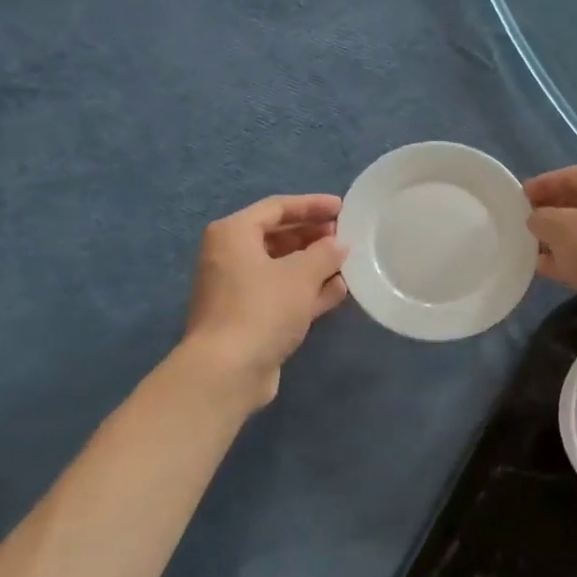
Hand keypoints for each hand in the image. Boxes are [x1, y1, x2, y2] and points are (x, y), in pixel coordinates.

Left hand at [184, 194, 348, 406]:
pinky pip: (282, 293)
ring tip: (348, 262)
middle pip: (278, 237)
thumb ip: (325, 253)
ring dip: (314, 265)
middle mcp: (230, 256)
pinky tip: (338, 290)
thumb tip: (338, 246)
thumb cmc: (262, 308)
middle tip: (346, 237)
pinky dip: (307, 290)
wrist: (228, 371)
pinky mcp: (249, 318)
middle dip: (314, 236)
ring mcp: (238, 290)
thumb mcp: (301, 274)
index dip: (312, 205)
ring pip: (282, 268)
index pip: (277, 207)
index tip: (342, 208)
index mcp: (233, 234)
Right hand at [524, 164, 576, 320]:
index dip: (542, 185)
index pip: (572, 175)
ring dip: (563, 239)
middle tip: (525, 223)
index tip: (518, 197)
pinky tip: (550, 269)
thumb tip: (538, 220)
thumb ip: (541, 218)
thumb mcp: (559, 227)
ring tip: (532, 248)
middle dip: (553, 213)